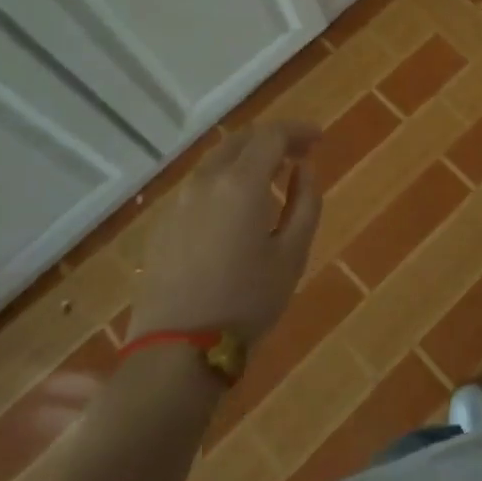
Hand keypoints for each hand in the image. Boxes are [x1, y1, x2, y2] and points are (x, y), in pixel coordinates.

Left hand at [126, 122, 321, 342]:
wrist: (177, 349)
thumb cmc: (247, 301)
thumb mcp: (292, 255)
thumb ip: (305, 203)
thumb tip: (304, 169)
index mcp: (240, 184)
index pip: (271, 135)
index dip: (298, 131)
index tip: (319, 139)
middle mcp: (205, 181)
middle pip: (240, 140)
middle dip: (272, 139)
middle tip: (299, 153)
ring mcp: (178, 202)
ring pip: (216, 161)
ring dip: (246, 158)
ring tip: (271, 176)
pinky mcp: (162, 224)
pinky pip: (199, 186)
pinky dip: (224, 180)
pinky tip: (237, 206)